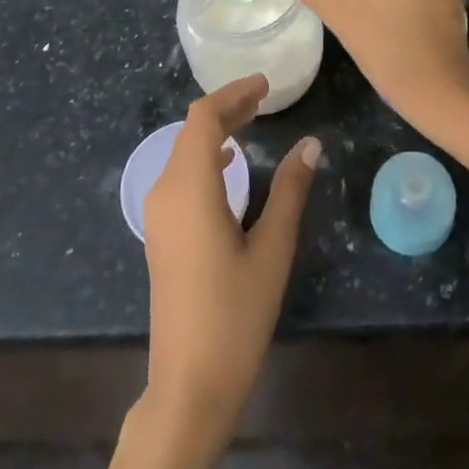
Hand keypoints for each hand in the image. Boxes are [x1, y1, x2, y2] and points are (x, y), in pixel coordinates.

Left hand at [141, 74, 319, 434]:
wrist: (188, 384)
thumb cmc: (235, 316)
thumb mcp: (272, 250)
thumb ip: (290, 191)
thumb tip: (311, 144)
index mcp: (189, 188)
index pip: (204, 118)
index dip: (233, 94)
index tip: (266, 84)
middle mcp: (164, 192)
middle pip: (192, 131)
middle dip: (227, 109)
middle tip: (265, 99)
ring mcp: (158, 214)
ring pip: (184, 152)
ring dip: (216, 132)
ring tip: (253, 122)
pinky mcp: (160, 233)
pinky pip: (180, 176)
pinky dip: (206, 158)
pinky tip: (231, 166)